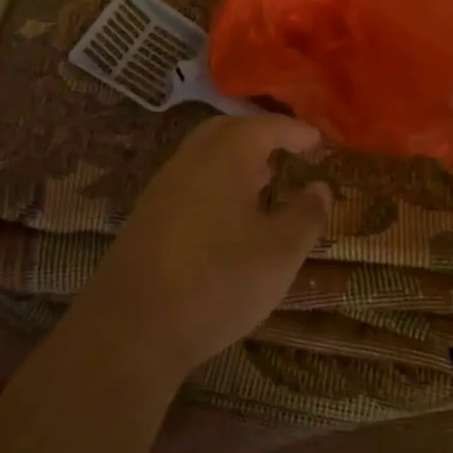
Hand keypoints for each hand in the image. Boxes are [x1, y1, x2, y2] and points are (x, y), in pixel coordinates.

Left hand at [81, 115, 332, 380]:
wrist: (132, 326)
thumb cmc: (217, 281)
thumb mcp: (279, 254)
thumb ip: (306, 216)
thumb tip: (321, 187)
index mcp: (225, 157)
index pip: (264, 126)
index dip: (293, 130)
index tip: (316, 140)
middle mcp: (190, 160)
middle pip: (227, 131)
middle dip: (259, 136)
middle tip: (286, 151)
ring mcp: (163, 185)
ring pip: (204, 155)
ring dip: (236, 160)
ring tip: (263, 181)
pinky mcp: (147, 214)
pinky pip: (189, 180)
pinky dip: (215, 181)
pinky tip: (228, 215)